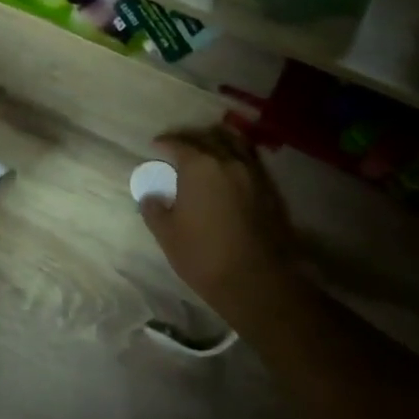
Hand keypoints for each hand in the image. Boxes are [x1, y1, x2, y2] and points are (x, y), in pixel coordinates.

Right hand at [136, 123, 302, 312]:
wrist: (255, 280)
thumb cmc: (203, 255)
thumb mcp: (167, 234)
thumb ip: (154, 209)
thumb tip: (150, 196)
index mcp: (199, 167)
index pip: (179, 144)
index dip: (165, 143)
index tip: (155, 146)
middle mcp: (227, 161)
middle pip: (208, 138)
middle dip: (191, 139)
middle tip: (178, 147)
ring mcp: (252, 174)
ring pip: (234, 144)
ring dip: (217, 142)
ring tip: (207, 150)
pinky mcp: (268, 190)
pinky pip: (249, 161)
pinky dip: (236, 157)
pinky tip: (228, 170)